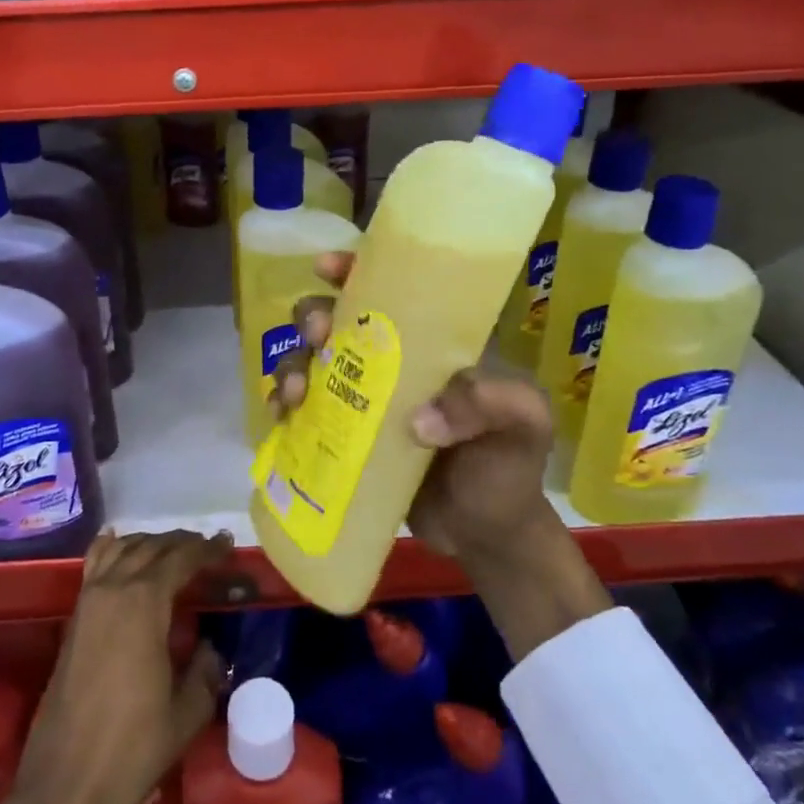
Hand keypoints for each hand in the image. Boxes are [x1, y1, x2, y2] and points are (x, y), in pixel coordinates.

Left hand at [0, 530, 229, 803]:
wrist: (66, 785)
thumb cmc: (132, 748)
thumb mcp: (186, 713)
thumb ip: (205, 672)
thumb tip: (211, 649)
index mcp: (144, 603)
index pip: (181, 559)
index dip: (207, 550)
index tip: (228, 546)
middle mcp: (113, 589)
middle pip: (151, 547)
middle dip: (182, 543)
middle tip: (208, 548)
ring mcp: (88, 601)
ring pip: (121, 549)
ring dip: (150, 543)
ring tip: (173, 550)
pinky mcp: (73, 619)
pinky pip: (94, 565)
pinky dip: (112, 548)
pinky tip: (120, 544)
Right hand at [274, 251, 610, 656]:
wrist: (486, 537)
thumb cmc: (507, 468)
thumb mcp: (521, 426)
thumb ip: (486, 406)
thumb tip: (417, 422)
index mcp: (432, 343)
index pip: (393, 290)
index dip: (356, 269)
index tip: (328, 267)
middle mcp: (392, 362)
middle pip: (338, 319)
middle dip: (314, 316)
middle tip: (316, 337)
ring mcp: (364, 399)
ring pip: (312, 361)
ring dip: (293, 364)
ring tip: (295, 393)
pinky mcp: (344, 436)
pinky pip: (304, 409)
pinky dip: (285, 405)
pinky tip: (282, 416)